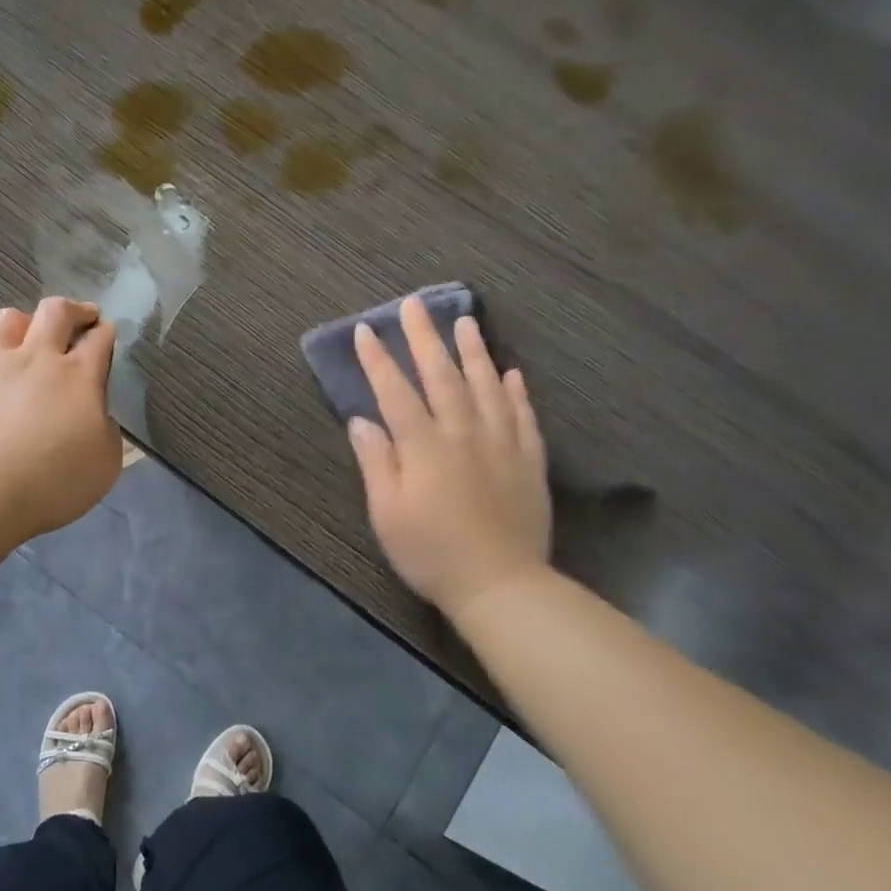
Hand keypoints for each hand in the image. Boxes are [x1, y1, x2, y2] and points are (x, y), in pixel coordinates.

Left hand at [0, 297, 120, 538]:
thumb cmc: (57, 479)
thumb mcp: (106, 460)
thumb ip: (105, 428)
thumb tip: (95, 415)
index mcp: (80, 375)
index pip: (100, 338)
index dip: (108, 332)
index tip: (109, 333)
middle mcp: (39, 358)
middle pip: (56, 311)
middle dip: (75, 310)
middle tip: (83, 318)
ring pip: (10, 319)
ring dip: (28, 322)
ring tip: (33, 338)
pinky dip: (0, 363)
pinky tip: (3, 386)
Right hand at [348, 296, 551, 613]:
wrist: (501, 585)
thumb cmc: (431, 552)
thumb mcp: (387, 513)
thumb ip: (377, 462)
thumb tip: (362, 420)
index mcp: (423, 446)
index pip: (395, 392)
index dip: (379, 360)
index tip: (367, 330)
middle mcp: (462, 433)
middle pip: (441, 376)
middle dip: (424, 338)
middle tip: (415, 305)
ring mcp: (501, 443)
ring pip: (486, 385)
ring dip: (473, 351)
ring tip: (465, 321)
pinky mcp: (528, 460)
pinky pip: (522, 415)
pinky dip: (515, 390)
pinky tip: (511, 372)